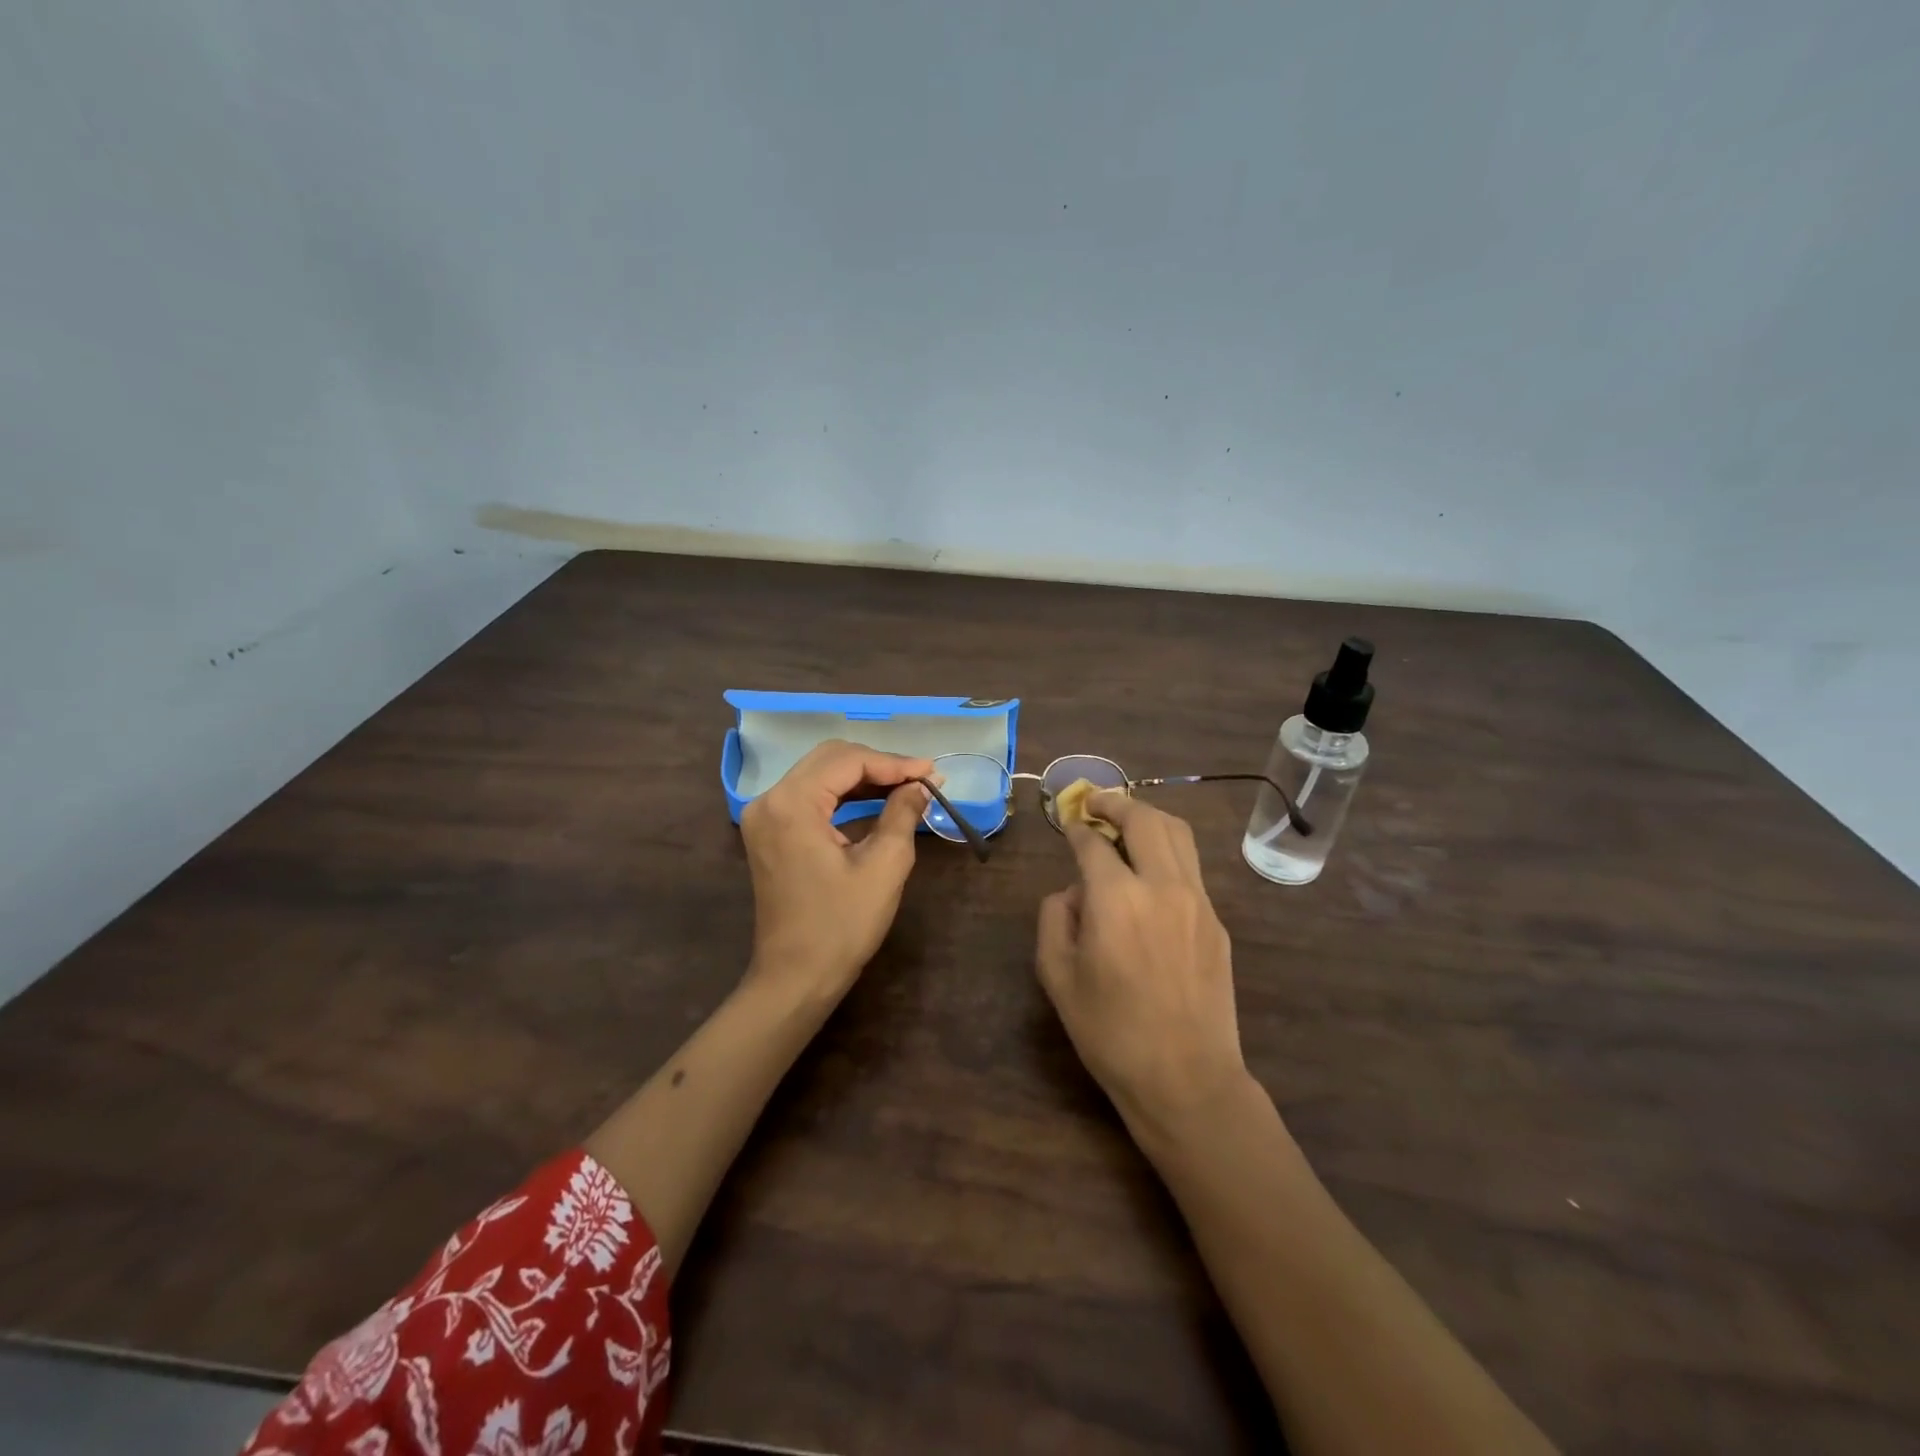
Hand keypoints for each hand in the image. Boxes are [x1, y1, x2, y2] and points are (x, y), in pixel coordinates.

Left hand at [740, 739, 932, 1002]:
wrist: (796, 978)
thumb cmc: (841, 926)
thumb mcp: (884, 866)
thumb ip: (902, 813)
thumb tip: (921, 784)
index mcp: (792, 804)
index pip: (848, 762)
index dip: (894, 763)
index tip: (933, 771)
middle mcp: (769, 800)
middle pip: (830, 759)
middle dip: (879, 764)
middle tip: (921, 777)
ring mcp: (765, 816)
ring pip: (820, 774)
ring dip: (863, 777)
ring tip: (907, 786)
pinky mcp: (769, 832)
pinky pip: (810, 796)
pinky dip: (844, 795)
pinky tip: (876, 801)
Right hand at [1036, 791, 1249, 1135]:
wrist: (1186, 1079)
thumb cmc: (1110, 1032)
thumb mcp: (1057, 976)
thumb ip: (1055, 918)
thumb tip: (1073, 892)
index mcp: (1116, 898)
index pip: (1093, 842)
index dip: (1076, 828)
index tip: (1067, 823)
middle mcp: (1162, 886)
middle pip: (1144, 819)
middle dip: (1115, 803)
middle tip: (1095, 803)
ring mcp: (1197, 901)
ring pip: (1177, 834)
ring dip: (1148, 818)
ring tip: (1126, 822)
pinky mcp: (1217, 922)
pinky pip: (1191, 868)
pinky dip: (1168, 852)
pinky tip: (1151, 872)